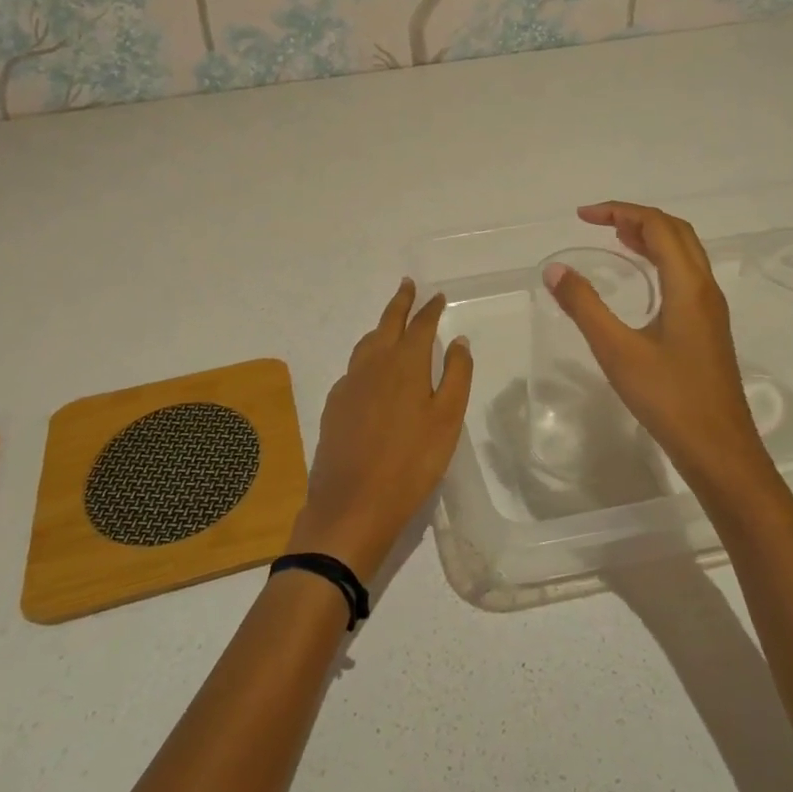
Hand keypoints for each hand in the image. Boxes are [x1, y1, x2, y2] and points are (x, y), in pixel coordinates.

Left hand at [288, 279, 473, 582]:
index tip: (437, 295)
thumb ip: (456, 375)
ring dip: (381, 326)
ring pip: (367, 343)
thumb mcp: (447, 420)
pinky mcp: (335, 405)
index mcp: (405, 364)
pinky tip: (371, 370)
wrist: (352, 506)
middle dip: (400, 302)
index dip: (429, 308)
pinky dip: (366, 356)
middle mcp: (374, 364)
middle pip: (387, 323)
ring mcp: (349, 383)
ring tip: (391, 322)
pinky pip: (354, 367)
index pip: (420, 324)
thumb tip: (458, 339)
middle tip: (408, 285)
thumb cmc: (411, 464)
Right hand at [544, 202, 766, 489]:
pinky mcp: (708, 329)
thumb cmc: (669, 399)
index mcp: (688, 286)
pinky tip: (641, 280)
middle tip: (598, 222)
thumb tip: (555, 270)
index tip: (582, 216)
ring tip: (615, 238)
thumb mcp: (617, 351)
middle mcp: (705, 289)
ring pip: (685, 254)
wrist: (720, 451)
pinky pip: (685, 275)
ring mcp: (710, 310)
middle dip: (637, 218)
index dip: (620, 211)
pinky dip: (660, 261)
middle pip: (677, 232)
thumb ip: (584, 306)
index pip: (658, 226)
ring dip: (651, 237)